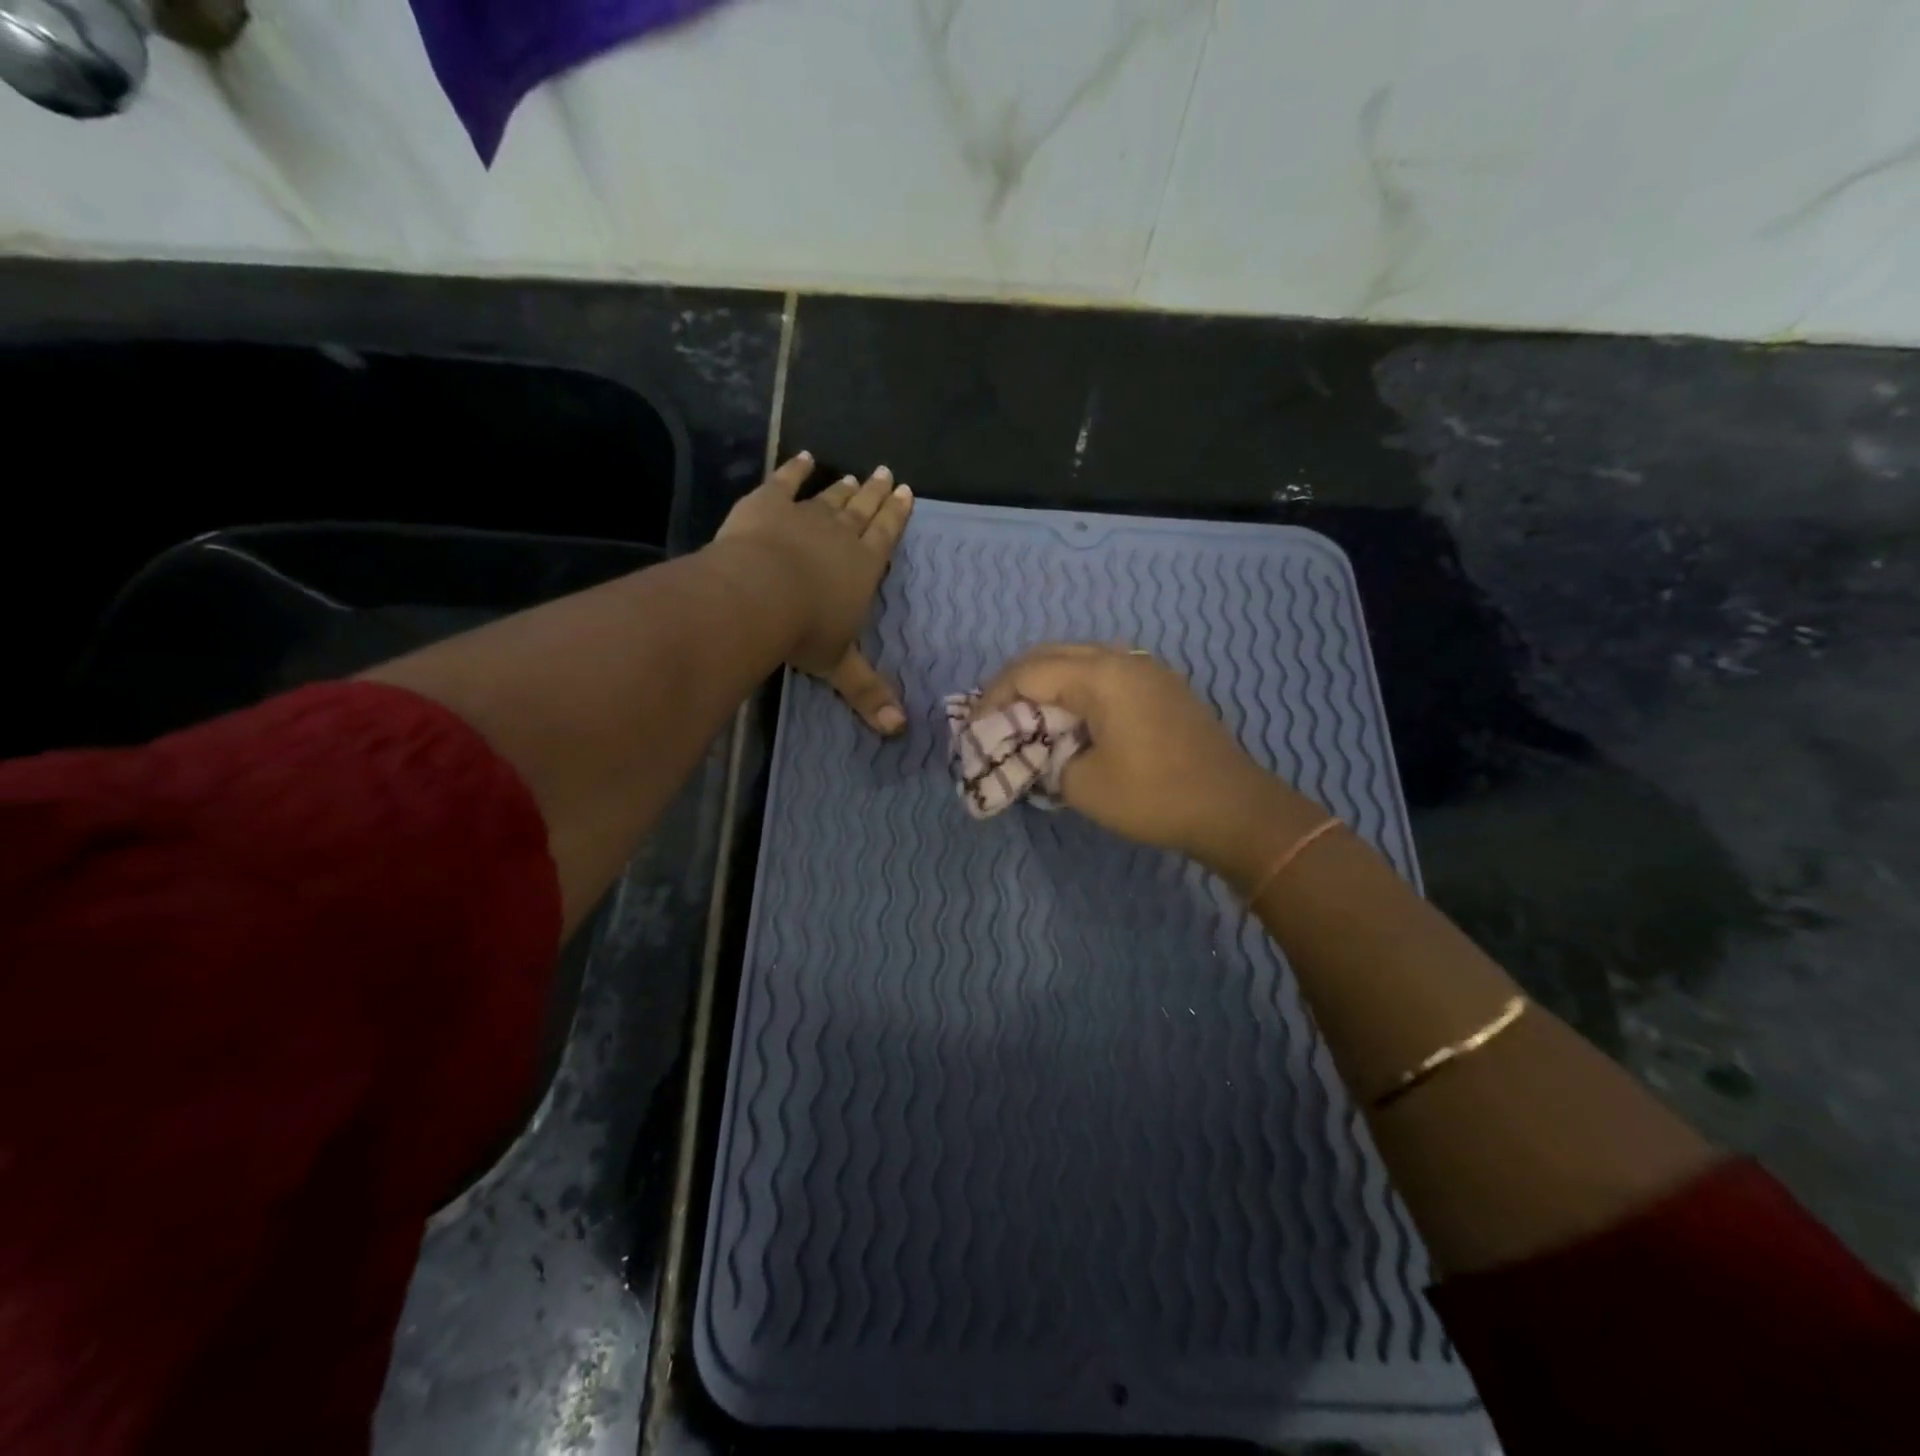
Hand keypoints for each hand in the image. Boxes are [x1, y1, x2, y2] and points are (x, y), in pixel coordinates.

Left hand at [715, 452, 913, 733]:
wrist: (757, 596)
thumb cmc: (805, 632)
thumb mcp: (839, 666)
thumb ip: (868, 693)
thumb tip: (900, 732)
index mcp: (864, 568)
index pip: (886, 536)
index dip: (897, 515)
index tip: (907, 493)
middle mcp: (841, 536)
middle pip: (864, 511)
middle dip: (877, 495)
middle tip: (888, 474)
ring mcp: (805, 516)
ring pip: (831, 498)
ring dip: (844, 488)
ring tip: (857, 476)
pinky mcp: (768, 504)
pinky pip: (786, 482)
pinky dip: (796, 469)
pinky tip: (804, 458)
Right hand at [975, 643, 1324, 878]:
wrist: (1234, 809)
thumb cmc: (1154, 797)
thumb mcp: (1082, 785)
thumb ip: (1044, 759)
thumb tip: (1034, 750)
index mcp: (1100, 676)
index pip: (1028, 673)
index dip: (992, 699)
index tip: (971, 729)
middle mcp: (1122, 658)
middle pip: (1050, 654)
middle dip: (1014, 683)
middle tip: (992, 717)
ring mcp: (1146, 669)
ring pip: (1078, 658)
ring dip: (1045, 681)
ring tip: (1024, 715)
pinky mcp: (1161, 685)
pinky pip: (1104, 671)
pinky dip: (1074, 687)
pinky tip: (1068, 716)